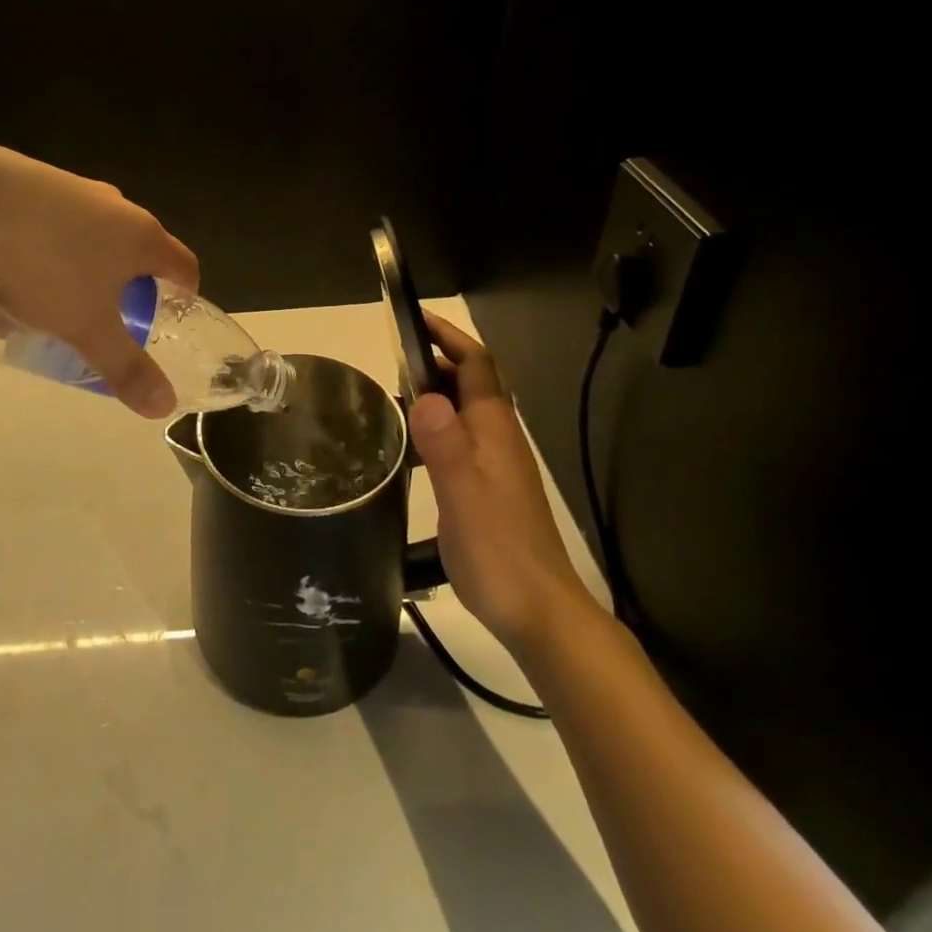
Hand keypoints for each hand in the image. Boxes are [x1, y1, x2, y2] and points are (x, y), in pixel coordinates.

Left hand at [0, 139, 199, 418]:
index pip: (184, 265)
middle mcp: (114, 205)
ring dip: (69, 275)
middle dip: (117, 290)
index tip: (169, 319)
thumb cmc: (48, 269)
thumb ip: (125, 367)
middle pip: (132, 252)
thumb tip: (164, 406)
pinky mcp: (29, 179)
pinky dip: (33, 253)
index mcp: (141, 236)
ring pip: (83, 240)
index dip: (184, 295)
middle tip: (98, 320)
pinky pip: (44, 225)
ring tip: (32, 311)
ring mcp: (71, 188)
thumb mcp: (87, 328)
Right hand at [409, 312, 596, 654]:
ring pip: (466, 412)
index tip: (415, 318)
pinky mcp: (490, 489)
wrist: (539, 613)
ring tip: (393, 398)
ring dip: (436, 393)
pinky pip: (461, 439)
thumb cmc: (499, 550)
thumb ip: (444, 444)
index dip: (448, 337)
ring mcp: (497, 465)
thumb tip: (424, 394)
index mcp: (494, 429)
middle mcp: (499, 438)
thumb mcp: (463, 494)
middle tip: (391, 360)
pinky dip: (436, 427)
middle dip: (437, 360)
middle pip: (472, 383)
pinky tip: (412, 449)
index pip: (476, 365)